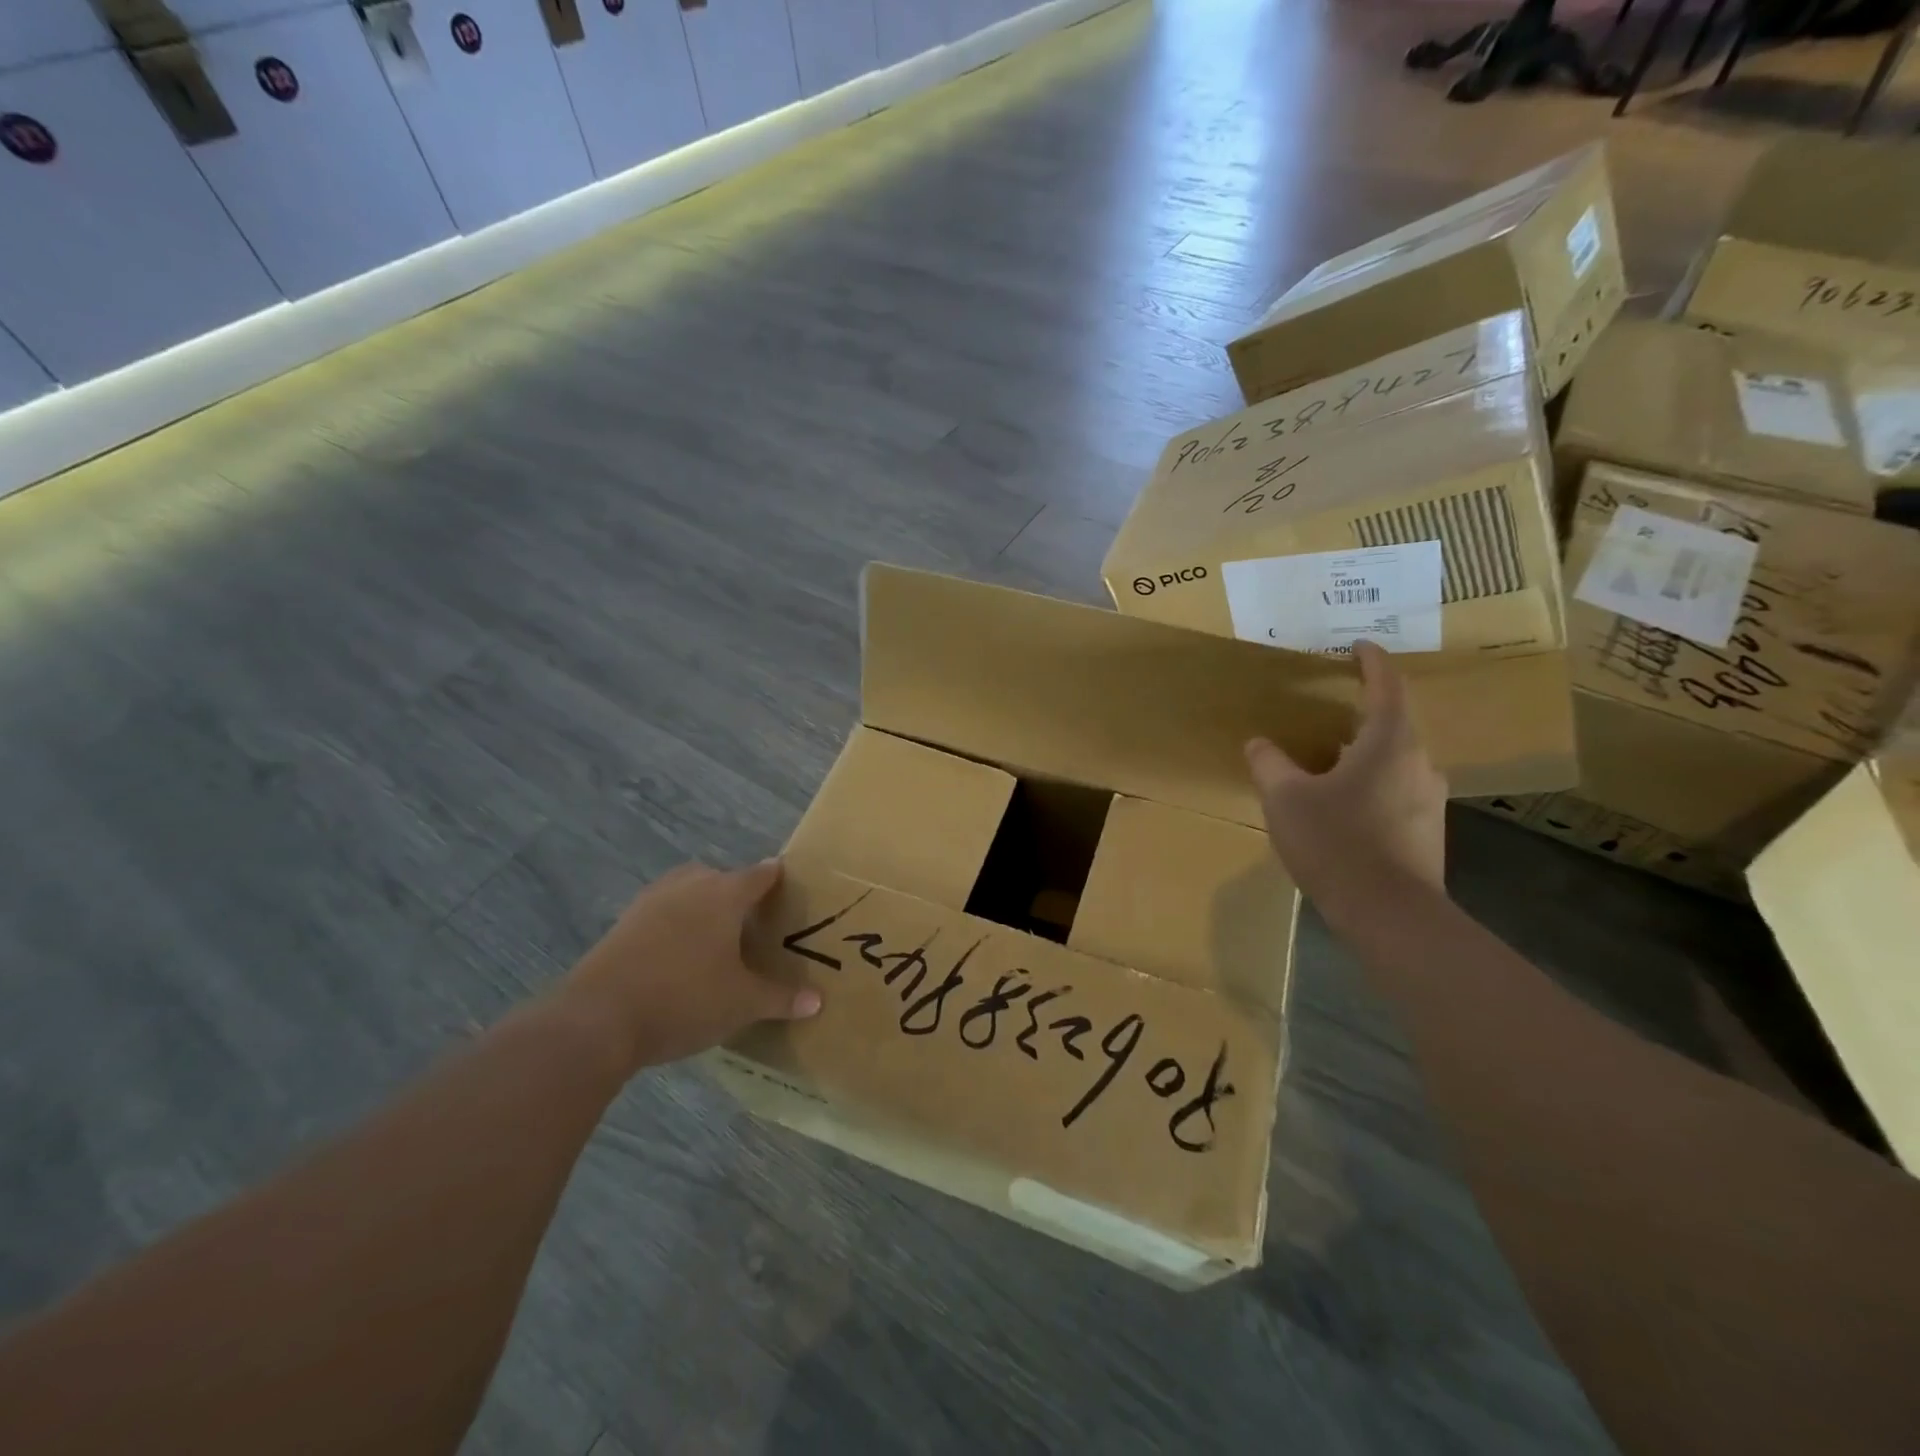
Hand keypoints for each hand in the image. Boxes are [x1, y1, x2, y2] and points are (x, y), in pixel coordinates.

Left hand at [561, 859, 819, 1072]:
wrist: (598, 1018)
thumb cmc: (685, 999)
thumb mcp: (741, 1004)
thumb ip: (780, 998)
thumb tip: (818, 1001)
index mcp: (725, 895)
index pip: (760, 874)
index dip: (776, 877)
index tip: (788, 883)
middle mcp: (689, 886)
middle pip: (719, 876)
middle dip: (735, 891)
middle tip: (750, 919)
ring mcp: (650, 902)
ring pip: (685, 890)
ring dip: (700, 904)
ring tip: (713, 936)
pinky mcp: (622, 923)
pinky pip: (659, 912)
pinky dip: (672, 924)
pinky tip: (676, 955)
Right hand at [1244, 641, 1447, 914]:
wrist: (1390, 914)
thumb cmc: (1337, 842)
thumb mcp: (1285, 799)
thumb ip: (1269, 764)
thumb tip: (1259, 743)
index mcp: (1388, 742)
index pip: (1387, 686)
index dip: (1372, 661)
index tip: (1359, 646)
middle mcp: (1419, 762)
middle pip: (1393, 724)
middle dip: (1362, 713)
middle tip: (1328, 711)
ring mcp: (1429, 798)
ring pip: (1395, 760)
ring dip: (1365, 753)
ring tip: (1329, 762)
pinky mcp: (1427, 830)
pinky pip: (1397, 790)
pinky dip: (1371, 784)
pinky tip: (1344, 807)